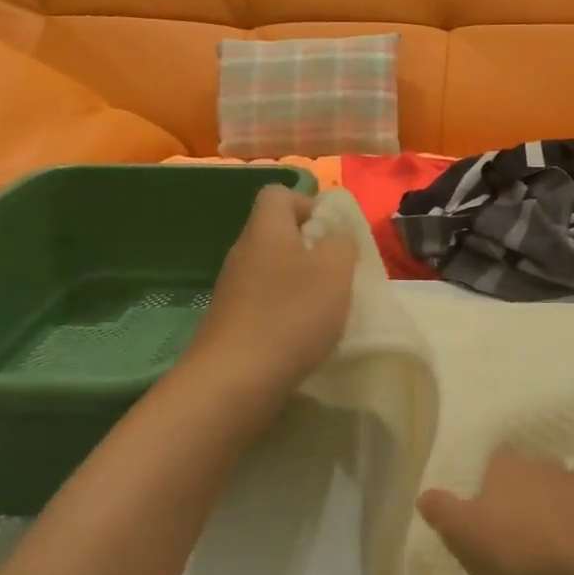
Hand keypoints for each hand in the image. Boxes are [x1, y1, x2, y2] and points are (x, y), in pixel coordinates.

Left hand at [185, 186, 356, 397]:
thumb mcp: (335, 270)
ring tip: (326, 310)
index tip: (334, 234)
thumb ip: (342, 243)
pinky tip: (303, 336)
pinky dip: (286, 312)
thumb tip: (336, 237)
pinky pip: (265, 302)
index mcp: (265, 230)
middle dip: (312, 249)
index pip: (279, 194)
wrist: (234, 381)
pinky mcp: (231, 322)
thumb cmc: (291, 315)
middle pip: (277, 233)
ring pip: (273, 270)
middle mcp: (243, 253)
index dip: (310, 204)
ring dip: (301, 284)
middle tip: (338, 274)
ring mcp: (233, 290)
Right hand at [417, 449, 573, 574]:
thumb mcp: (466, 535)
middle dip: (519, 495)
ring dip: (549, 509)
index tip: (482, 508)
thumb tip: (424, 495)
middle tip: (509, 528)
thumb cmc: (520, 547)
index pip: (492, 462)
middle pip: (525, 474)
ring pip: (556, 490)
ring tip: (542, 542)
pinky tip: (570, 550)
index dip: (486, 483)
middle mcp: (542, 464)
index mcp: (506, 466)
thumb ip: (444, 513)